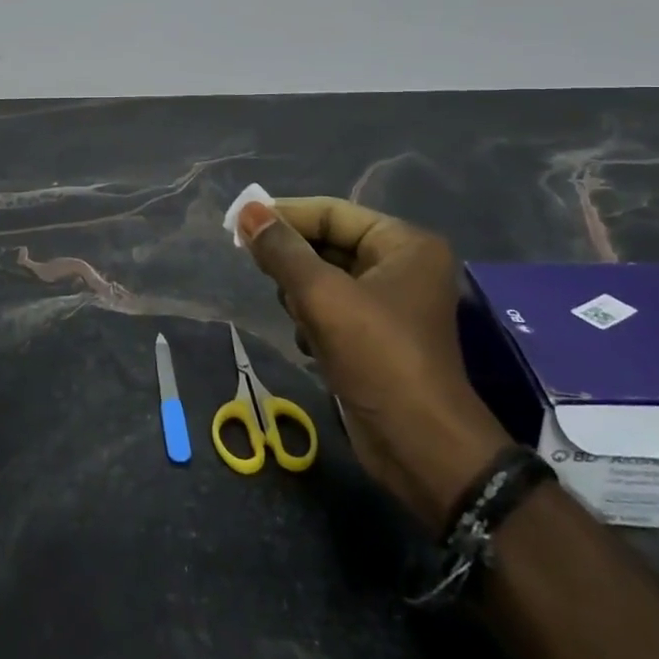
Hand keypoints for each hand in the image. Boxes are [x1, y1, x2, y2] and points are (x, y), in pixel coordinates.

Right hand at [236, 197, 511, 529]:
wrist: (420, 448)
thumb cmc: (378, 358)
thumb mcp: (323, 297)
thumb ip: (282, 251)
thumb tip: (246, 211)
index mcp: (403, 244)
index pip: (331, 212)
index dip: (284, 215)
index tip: (238, 222)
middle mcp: (400, 265)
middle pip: (326, 243)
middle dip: (294, 262)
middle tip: (263, 273)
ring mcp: (388, 303)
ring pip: (323, 278)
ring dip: (301, 296)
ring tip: (301, 318)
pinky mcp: (374, 336)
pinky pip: (330, 309)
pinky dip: (312, 320)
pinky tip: (310, 343)